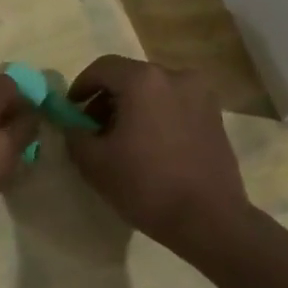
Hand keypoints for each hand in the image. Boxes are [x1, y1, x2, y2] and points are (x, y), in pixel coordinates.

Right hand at [63, 55, 251, 252]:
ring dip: (134, 107)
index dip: (81, 86)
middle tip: (94, 129)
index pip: (103, 68)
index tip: (72, 111)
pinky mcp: (215, 116)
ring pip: (155, 91)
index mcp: (144, 81)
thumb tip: (73, 125)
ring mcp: (201, 95)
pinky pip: (176, 105)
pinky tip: (151, 147)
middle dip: (107, 98)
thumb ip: (75, 135)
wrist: (208, 219)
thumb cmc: (146, 186)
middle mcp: (176, 76)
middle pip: (131, 77)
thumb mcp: (94, 163)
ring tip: (124, 141)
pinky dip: (158, 116)